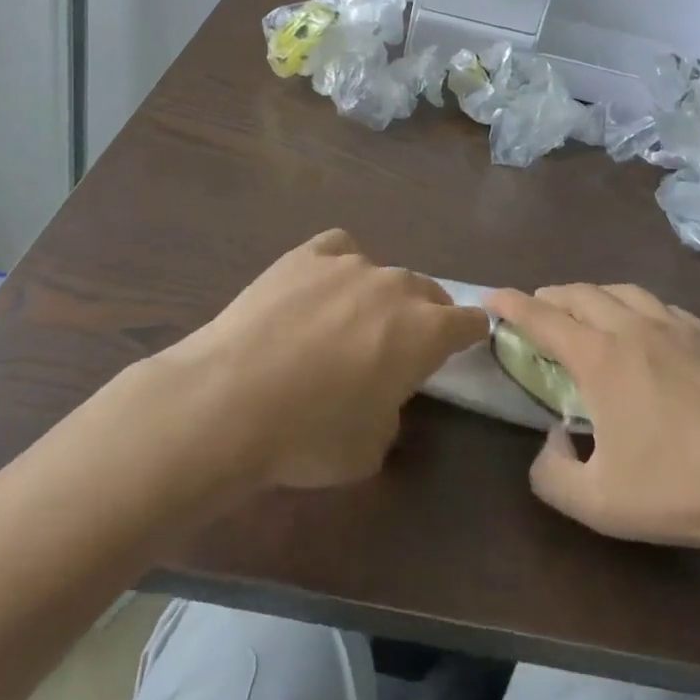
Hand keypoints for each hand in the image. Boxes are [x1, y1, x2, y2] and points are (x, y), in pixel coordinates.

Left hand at [157, 229, 486, 491]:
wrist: (228, 400)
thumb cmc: (309, 435)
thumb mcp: (371, 450)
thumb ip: (394, 412)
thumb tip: (383, 395)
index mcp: (426, 331)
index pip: (470, 322)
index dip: (469, 337)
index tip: (458, 350)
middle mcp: (396, 286)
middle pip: (429, 292)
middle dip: (425, 316)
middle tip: (399, 347)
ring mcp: (350, 263)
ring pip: (384, 273)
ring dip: (380, 296)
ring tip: (348, 324)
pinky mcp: (306, 254)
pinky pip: (339, 249)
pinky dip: (340, 265)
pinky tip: (320, 288)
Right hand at [487, 284, 699, 560]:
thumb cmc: (684, 490)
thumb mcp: (601, 505)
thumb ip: (554, 475)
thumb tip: (552, 441)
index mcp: (601, 357)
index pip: (543, 317)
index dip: (512, 304)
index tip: (491, 294)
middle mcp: (635, 327)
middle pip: (581, 293)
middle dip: (551, 295)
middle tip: (538, 309)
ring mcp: (680, 326)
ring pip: (623, 291)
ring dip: (594, 295)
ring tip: (587, 313)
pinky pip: (662, 306)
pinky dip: (637, 307)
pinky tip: (648, 330)